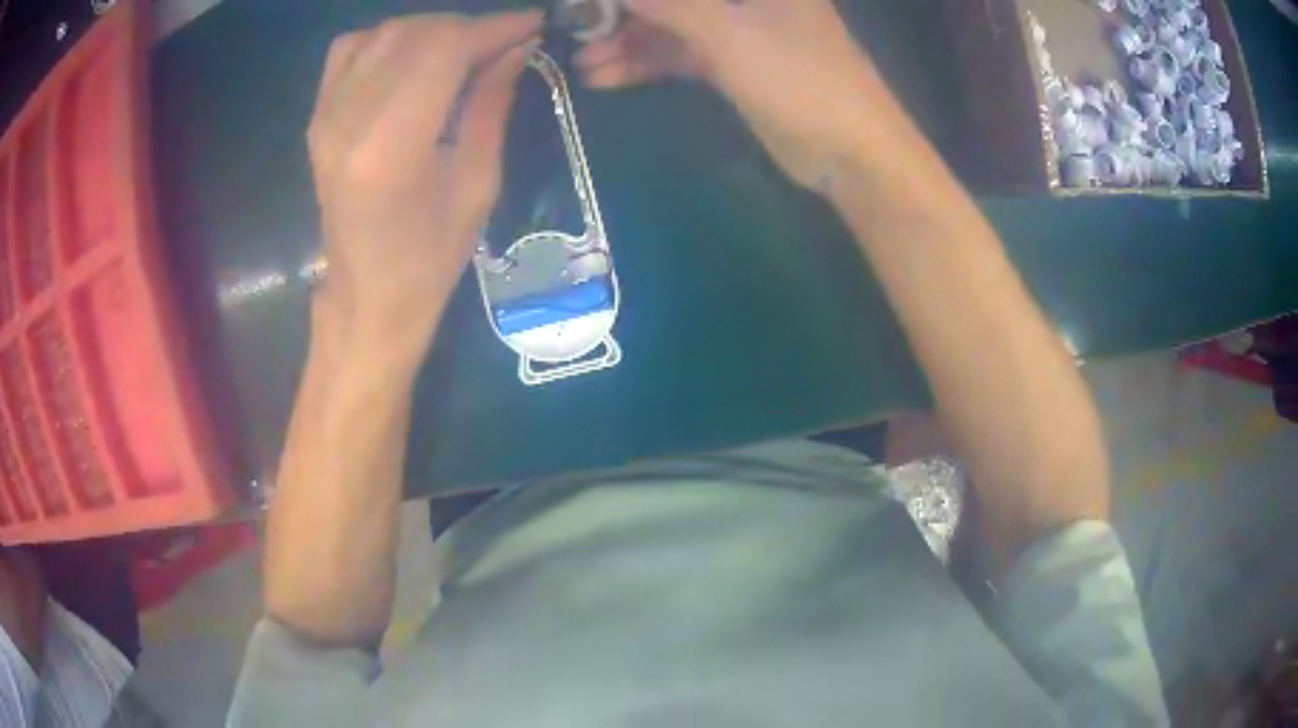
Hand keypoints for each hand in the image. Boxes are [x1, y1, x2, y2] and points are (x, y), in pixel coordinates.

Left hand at [308, 11, 542, 351]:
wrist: (367, 295)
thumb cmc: (431, 256)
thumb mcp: (478, 184)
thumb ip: (492, 104)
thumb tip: (518, 47)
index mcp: (390, 148)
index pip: (443, 50)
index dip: (492, 28)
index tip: (532, 25)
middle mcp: (347, 122)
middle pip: (413, 33)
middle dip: (467, 27)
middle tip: (503, 43)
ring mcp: (324, 118)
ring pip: (382, 34)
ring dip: (431, 30)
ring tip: (463, 50)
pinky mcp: (317, 118)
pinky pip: (350, 50)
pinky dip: (388, 39)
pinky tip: (412, 57)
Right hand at [575, 0, 884, 189]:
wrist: (848, 151)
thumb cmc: (798, 77)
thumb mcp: (726, 32)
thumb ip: (666, 3)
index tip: (588, 1)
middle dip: (623, 11)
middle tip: (576, 29)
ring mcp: (740, 28)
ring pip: (672, 24)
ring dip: (627, 41)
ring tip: (583, 62)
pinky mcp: (734, 64)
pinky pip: (680, 54)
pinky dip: (646, 64)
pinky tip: (606, 78)